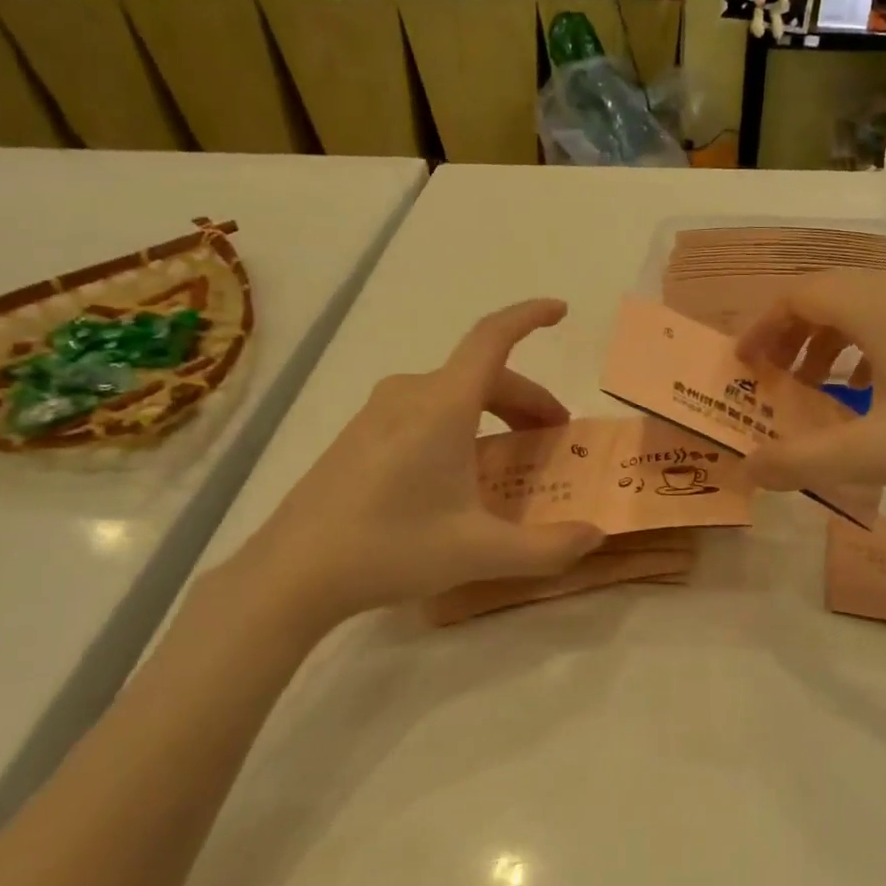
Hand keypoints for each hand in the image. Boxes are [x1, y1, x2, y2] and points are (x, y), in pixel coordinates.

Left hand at [222, 299, 601, 633]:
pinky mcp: (359, 434)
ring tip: (510, 455)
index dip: (528, 317)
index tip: (560, 311)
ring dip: (493, 412)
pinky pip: (424, 410)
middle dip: (526, 400)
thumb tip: (595, 537)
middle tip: (553, 437)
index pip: (492, 338)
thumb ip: (547, 548)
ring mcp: (378, 412)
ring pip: (453, 393)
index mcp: (442, 405)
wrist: (291, 574)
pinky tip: (458, 473)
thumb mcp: (479, 553)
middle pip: (482, 375)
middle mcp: (410, 394)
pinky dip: (460, 423)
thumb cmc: (390, 549)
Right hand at [736, 271, 885, 502]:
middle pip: (828, 293)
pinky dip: (861, 345)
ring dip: (826, 338)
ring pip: (862, 305)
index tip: (743, 364)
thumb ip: (802, 461)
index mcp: (880, 309)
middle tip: (770, 375)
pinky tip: (866, 389)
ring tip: (813, 385)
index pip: (800, 295)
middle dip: (790, 331)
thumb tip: (748, 468)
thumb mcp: (875, 455)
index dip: (763, 326)